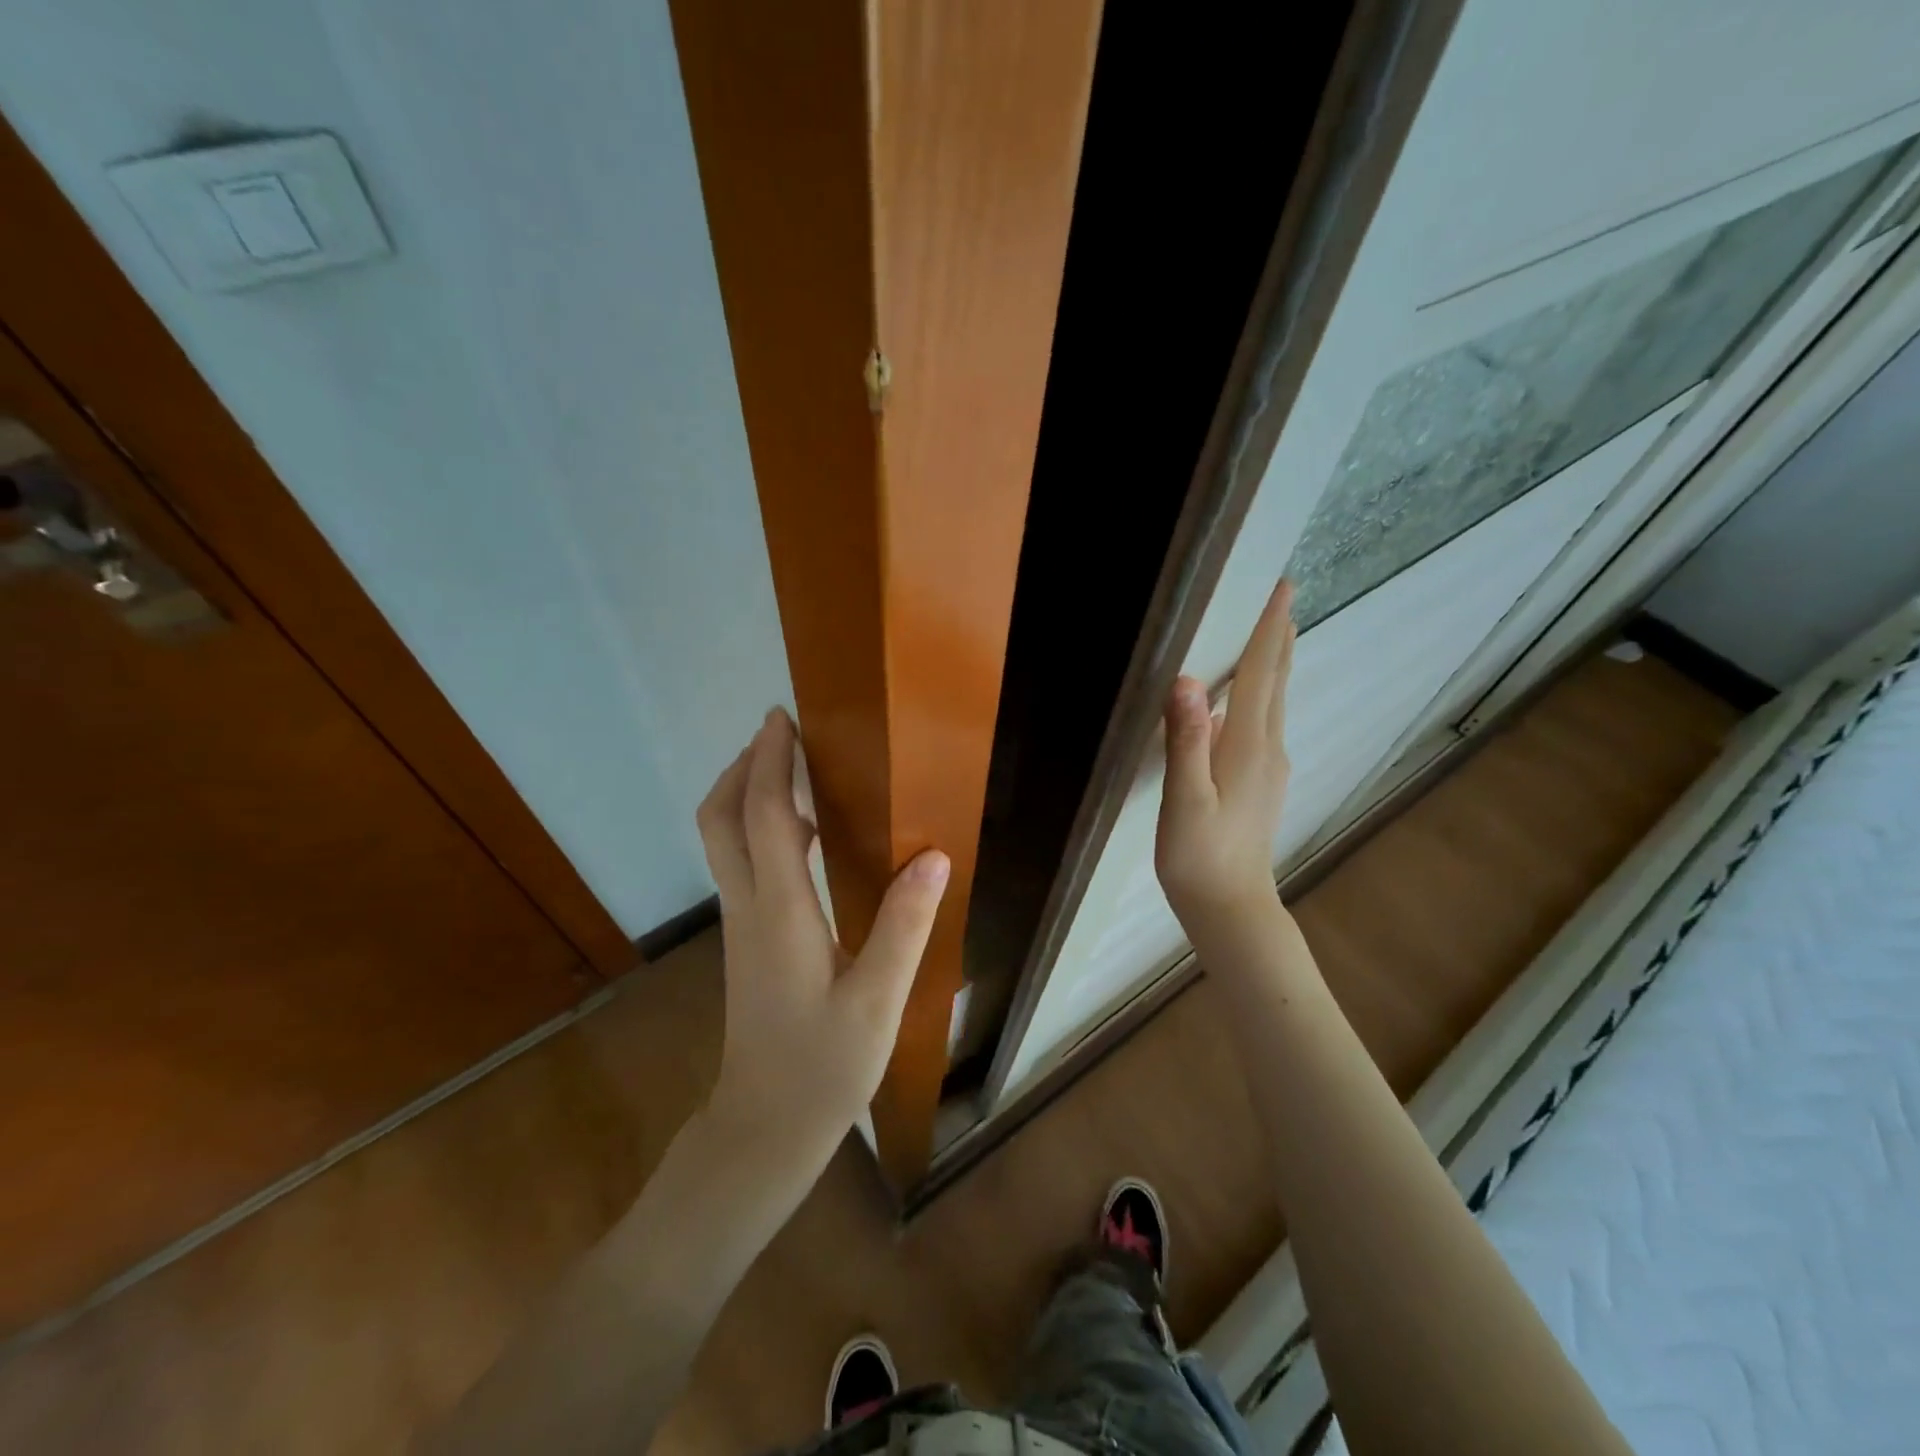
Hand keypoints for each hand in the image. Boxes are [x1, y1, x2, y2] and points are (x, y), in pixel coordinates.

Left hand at [695, 708, 949, 1176]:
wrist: (763, 1128)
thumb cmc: (823, 1068)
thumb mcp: (877, 1002)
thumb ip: (904, 927)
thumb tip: (931, 856)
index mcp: (780, 913)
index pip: (766, 818)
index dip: (772, 763)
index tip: (783, 718)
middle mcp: (749, 907)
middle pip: (721, 818)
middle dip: (745, 767)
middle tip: (781, 734)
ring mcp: (740, 923)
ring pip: (723, 839)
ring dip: (747, 793)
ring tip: (792, 769)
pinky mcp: (746, 938)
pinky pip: (740, 861)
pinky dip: (757, 826)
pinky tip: (802, 836)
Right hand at [1156, 579, 1296, 938]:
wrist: (1230, 908)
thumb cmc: (1200, 857)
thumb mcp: (1185, 801)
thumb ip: (1188, 741)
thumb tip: (1188, 681)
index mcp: (1248, 746)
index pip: (1261, 674)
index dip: (1268, 630)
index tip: (1281, 588)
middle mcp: (1266, 749)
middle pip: (1275, 682)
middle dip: (1278, 638)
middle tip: (1280, 597)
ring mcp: (1268, 767)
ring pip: (1271, 703)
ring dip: (1272, 664)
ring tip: (1268, 633)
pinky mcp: (1260, 782)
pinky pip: (1262, 723)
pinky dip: (1259, 695)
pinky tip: (1242, 699)